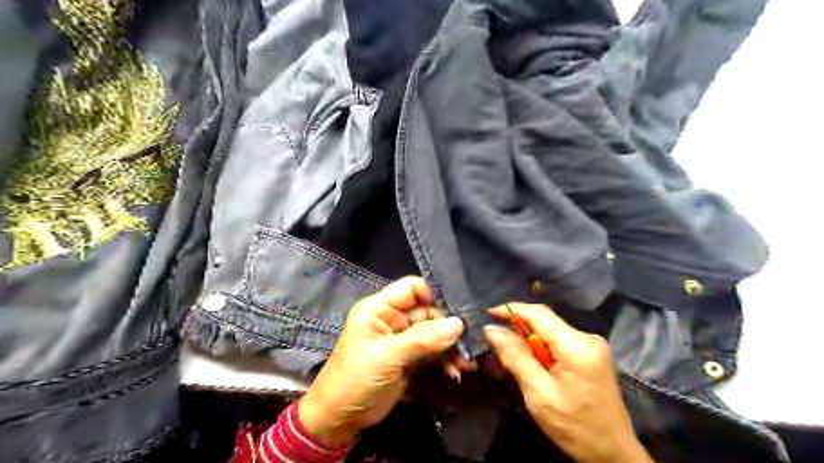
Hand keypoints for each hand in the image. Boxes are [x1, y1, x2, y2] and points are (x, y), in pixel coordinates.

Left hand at [297, 277, 468, 445]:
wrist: (340, 419)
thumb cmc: (355, 381)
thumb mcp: (386, 358)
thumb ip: (422, 339)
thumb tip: (458, 324)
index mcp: (379, 308)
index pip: (412, 288)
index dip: (434, 295)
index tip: (458, 311)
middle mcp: (393, 318)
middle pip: (428, 311)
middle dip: (449, 326)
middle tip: (469, 342)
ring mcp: (403, 338)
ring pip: (434, 332)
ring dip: (451, 346)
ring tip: (466, 363)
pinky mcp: (410, 357)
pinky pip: (433, 351)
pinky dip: (445, 359)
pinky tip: (456, 371)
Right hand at [484, 303, 652, 462]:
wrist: (614, 455)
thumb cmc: (576, 427)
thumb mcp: (539, 394)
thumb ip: (515, 357)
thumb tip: (492, 330)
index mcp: (577, 345)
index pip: (539, 314)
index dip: (511, 310)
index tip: (488, 314)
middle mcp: (587, 338)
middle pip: (544, 322)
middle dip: (518, 330)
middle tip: (495, 345)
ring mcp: (592, 347)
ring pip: (549, 333)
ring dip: (528, 343)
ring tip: (510, 360)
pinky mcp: (591, 356)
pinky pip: (558, 343)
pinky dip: (541, 351)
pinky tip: (531, 367)